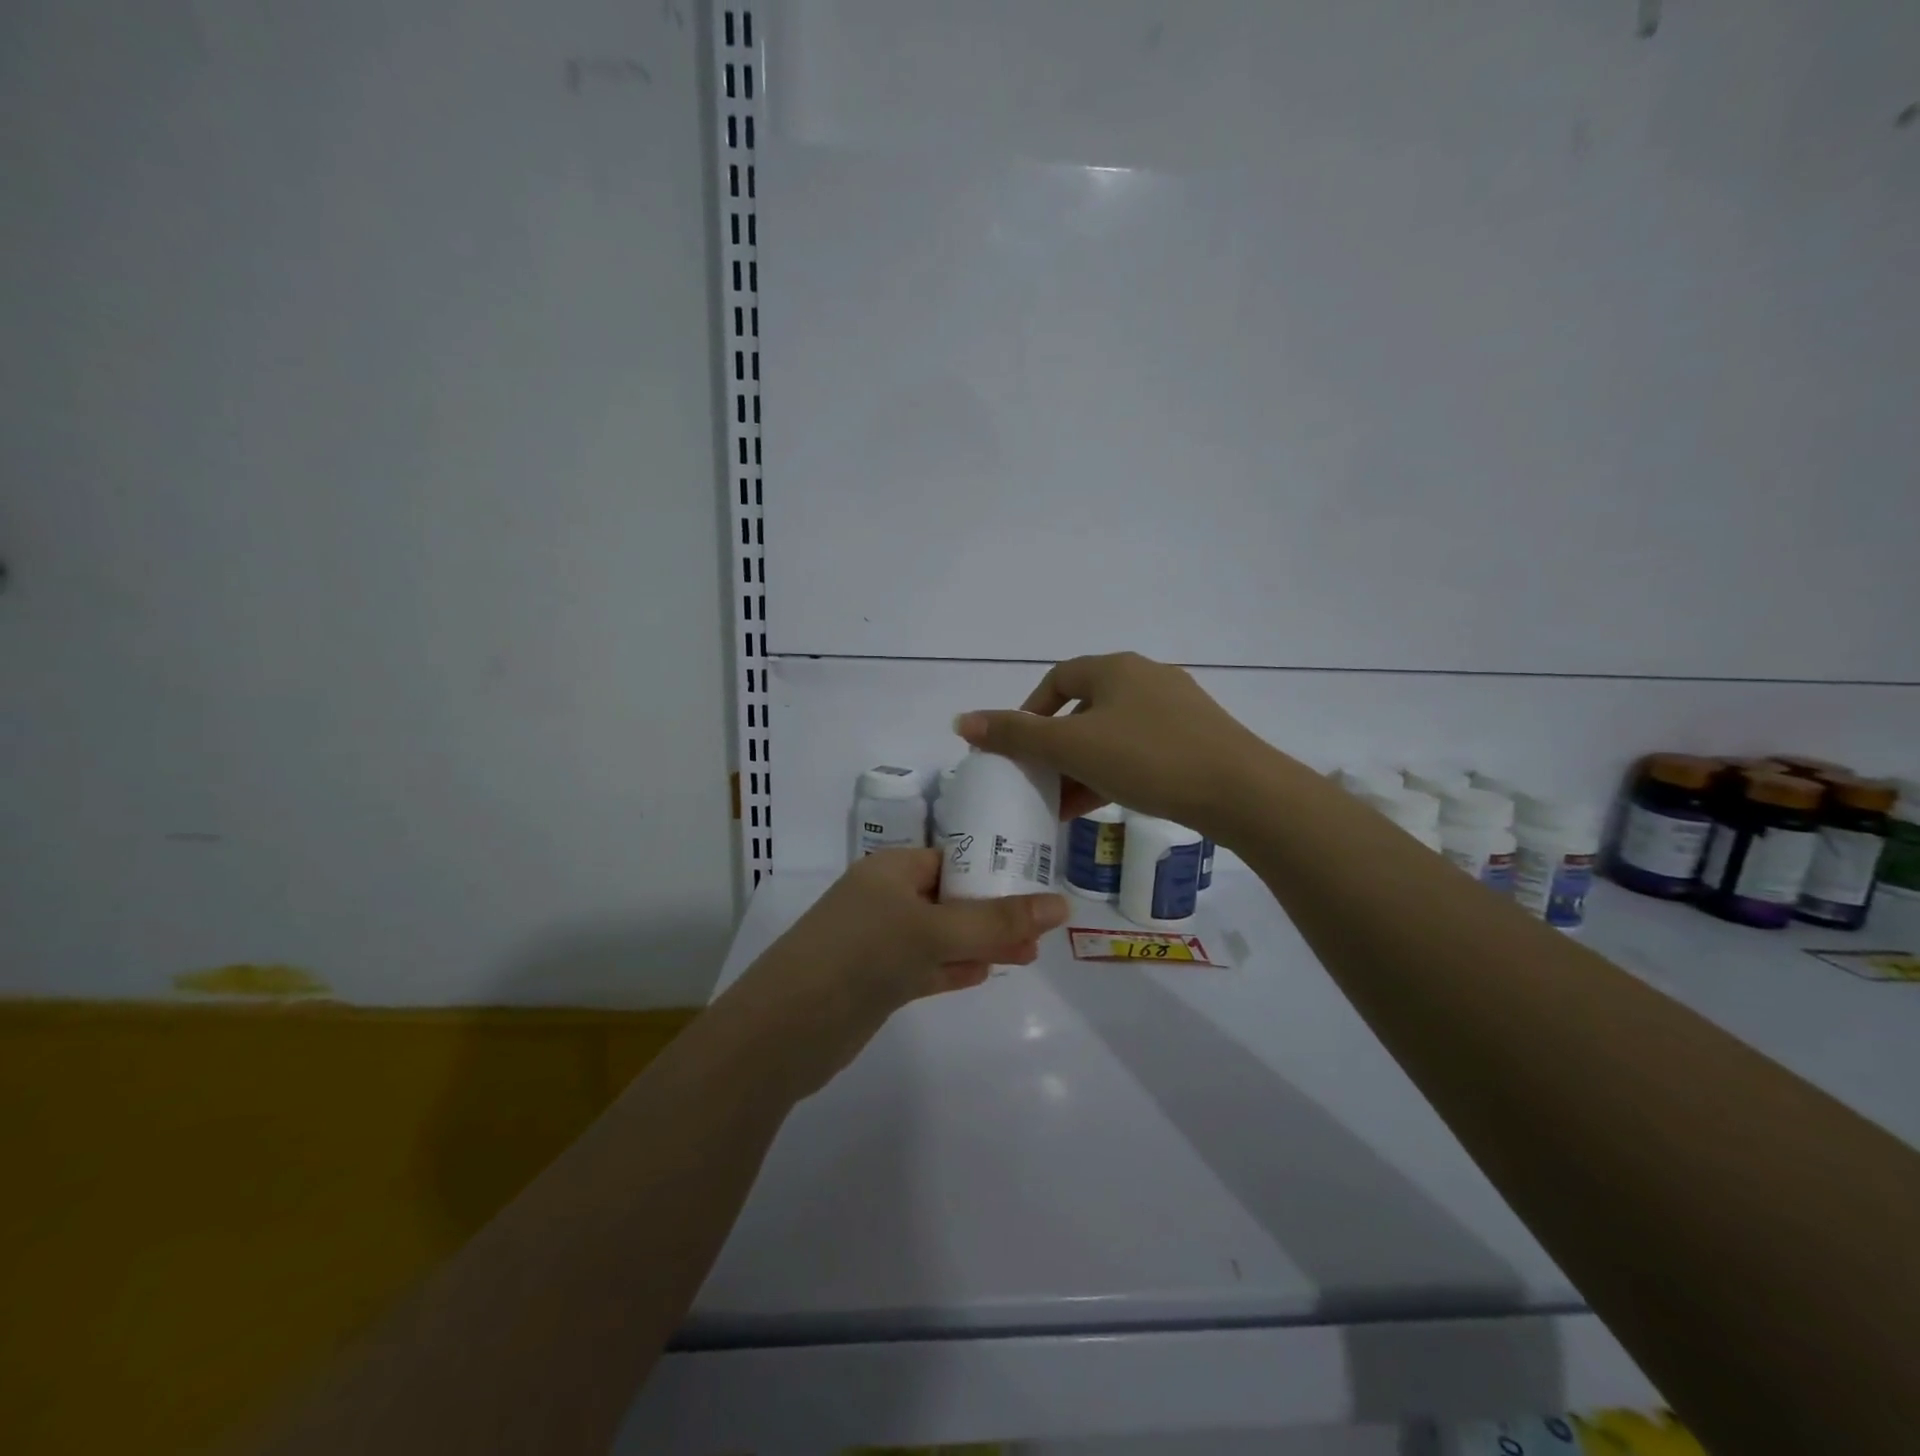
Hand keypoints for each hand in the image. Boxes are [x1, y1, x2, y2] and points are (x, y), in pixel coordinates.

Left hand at [725, 849, 1069, 1095]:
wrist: (785, 1030)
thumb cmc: (861, 956)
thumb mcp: (933, 932)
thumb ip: (997, 922)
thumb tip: (1062, 905)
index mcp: (891, 870)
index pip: (951, 859)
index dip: (993, 871)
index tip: (1037, 887)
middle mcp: (884, 900)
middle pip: (950, 898)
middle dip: (993, 913)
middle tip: (1041, 932)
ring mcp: (879, 942)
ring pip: (941, 936)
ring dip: (980, 943)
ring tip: (1028, 954)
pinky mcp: (877, 982)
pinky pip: (926, 967)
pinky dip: (954, 968)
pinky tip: (985, 973)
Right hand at [955, 652, 1271, 833]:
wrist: (1241, 791)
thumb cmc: (1148, 758)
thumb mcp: (1073, 747)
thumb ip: (1016, 735)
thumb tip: (962, 720)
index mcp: (1114, 668)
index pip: (1056, 679)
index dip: (1029, 711)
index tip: (1017, 749)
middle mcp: (1145, 677)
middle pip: (1084, 707)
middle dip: (1055, 746)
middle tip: (1039, 782)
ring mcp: (1176, 708)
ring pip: (1112, 732)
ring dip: (1082, 764)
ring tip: (1064, 804)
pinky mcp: (1196, 738)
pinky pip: (1140, 749)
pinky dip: (1114, 771)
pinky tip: (1104, 803)